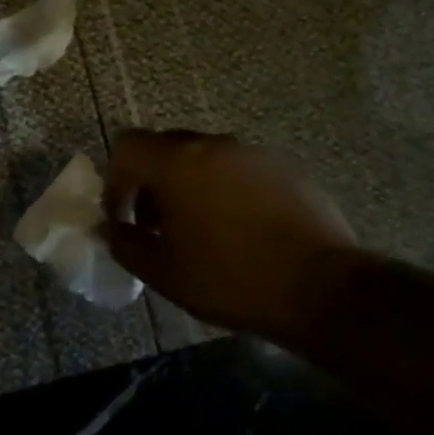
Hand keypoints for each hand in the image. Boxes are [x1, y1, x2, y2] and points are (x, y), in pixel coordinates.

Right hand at [102, 130, 358, 337]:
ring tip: (200, 229)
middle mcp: (214, 145)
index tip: (123, 217)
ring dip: (189, 184)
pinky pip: (240, 169)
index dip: (116, 179)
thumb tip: (109, 229)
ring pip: (205, 157)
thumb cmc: (231, 279)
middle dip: (151, 181)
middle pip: (166, 147)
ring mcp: (254, 153)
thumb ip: (125, 244)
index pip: (127, 146)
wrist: (323, 289)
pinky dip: (226, 189)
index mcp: (177, 163)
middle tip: (157, 224)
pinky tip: (241, 229)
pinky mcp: (286, 168)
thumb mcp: (164, 273)